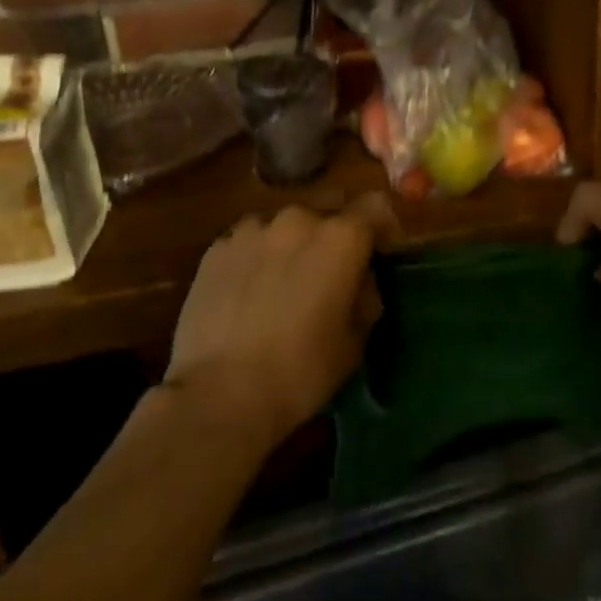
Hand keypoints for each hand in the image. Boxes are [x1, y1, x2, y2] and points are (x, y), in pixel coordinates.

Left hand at [165, 195, 392, 445]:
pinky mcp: (216, 248)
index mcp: (341, 237)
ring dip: (292, 242)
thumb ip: (366, 295)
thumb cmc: (302, 370)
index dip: (384, 226)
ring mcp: (252, 230)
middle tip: (330, 269)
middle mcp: (299, 219)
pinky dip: (256, 256)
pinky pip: (248, 241)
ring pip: (284, 224)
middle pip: (328, 208)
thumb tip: (359, 279)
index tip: (382, 252)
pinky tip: (248, 291)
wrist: (220, 394)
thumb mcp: (356, 339)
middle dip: (335, 231)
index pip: (376, 206)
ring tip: (283, 280)